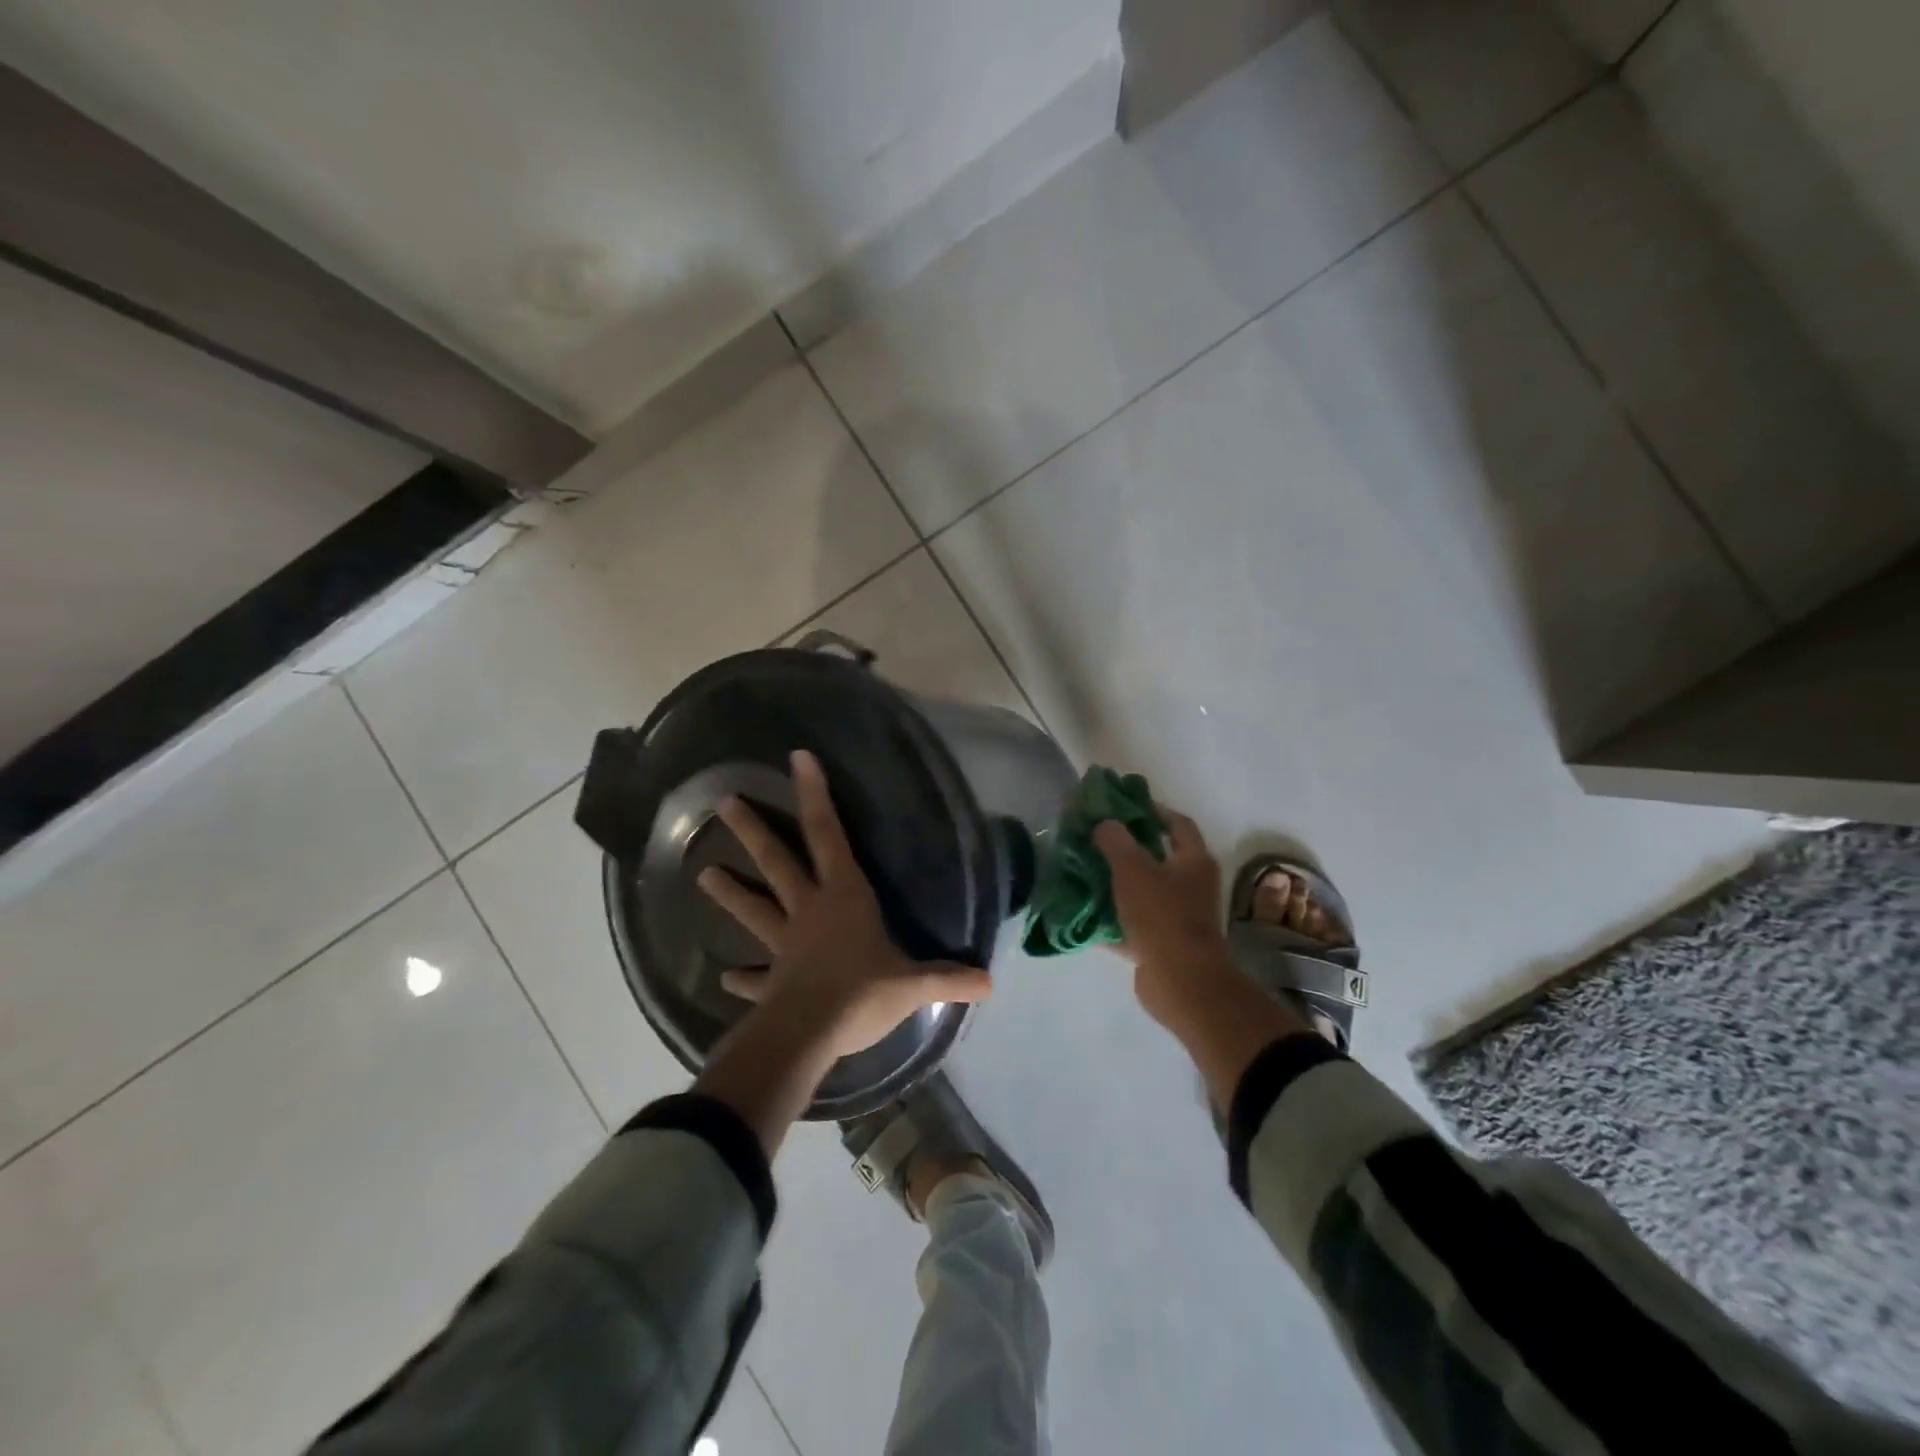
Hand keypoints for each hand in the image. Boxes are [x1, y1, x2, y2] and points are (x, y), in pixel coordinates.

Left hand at [698, 749, 991, 1059]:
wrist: (811, 1034)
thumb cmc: (863, 993)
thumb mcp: (912, 985)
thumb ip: (948, 979)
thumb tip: (990, 983)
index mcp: (843, 896)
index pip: (828, 834)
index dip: (814, 794)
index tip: (797, 758)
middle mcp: (809, 909)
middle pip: (777, 861)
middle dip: (753, 830)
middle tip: (724, 803)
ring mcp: (784, 943)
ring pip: (754, 909)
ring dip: (730, 893)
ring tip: (701, 874)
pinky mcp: (771, 981)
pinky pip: (754, 976)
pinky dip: (741, 977)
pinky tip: (726, 978)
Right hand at [1093, 811, 1236, 1033]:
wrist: (1181, 982)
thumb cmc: (1162, 916)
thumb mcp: (1133, 870)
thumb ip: (1116, 842)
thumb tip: (1105, 823)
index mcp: (1193, 861)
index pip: (1177, 824)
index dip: (1153, 811)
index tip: (1122, 806)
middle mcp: (1191, 886)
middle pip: (1158, 858)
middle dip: (1127, 849)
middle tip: (1095, 839)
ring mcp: (1178, 917)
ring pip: (1143, 892)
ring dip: (1117, 884)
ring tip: (1084, 873)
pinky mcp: (1162, 944)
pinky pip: (1133, 924)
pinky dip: (1112, 919)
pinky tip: (1084, 914)